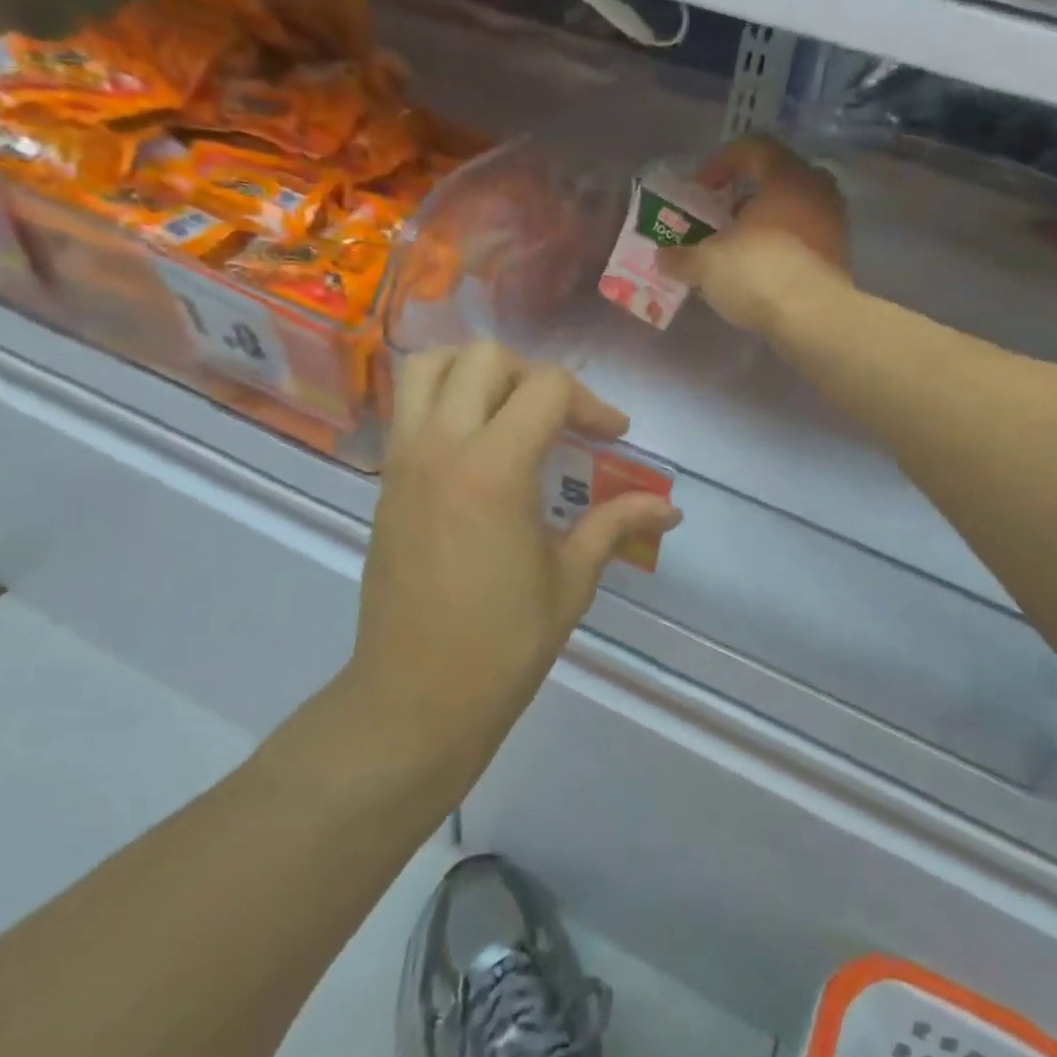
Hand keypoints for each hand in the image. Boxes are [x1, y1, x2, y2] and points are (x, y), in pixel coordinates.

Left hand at [347, 343, 681, 760]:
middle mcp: (441, 447)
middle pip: (485, 359)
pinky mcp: (386, 480)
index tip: (613, 436)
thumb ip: (616, 525)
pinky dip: (443, 397)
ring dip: (476, 370)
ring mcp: (404, 460)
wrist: (414, 698)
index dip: (592, 402)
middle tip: (563, 419)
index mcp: (494, 469)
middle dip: (535, 375)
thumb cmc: (502, 645)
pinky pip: (408, 406)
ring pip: (430, 367)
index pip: (547, 389)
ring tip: (510, 407)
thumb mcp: (570, 581)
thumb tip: (670, 507)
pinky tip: (477, 442)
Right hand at [661, 134, 851, 335]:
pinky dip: (781, 245)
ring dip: (764, 223)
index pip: (753, 147)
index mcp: (785, 176)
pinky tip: (760, 270)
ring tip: (737, 248)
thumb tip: (663, 258)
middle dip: (744, 195)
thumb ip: (681, 257)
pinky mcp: (838, 255)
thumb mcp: (706, 264)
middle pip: (776, 177)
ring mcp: (833, 222)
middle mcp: (816, 189)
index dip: (721, 162)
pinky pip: (805, 236)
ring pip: (793, 208)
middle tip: (720, 218)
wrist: (814, 319)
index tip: (701, 189)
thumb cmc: (759, 274)